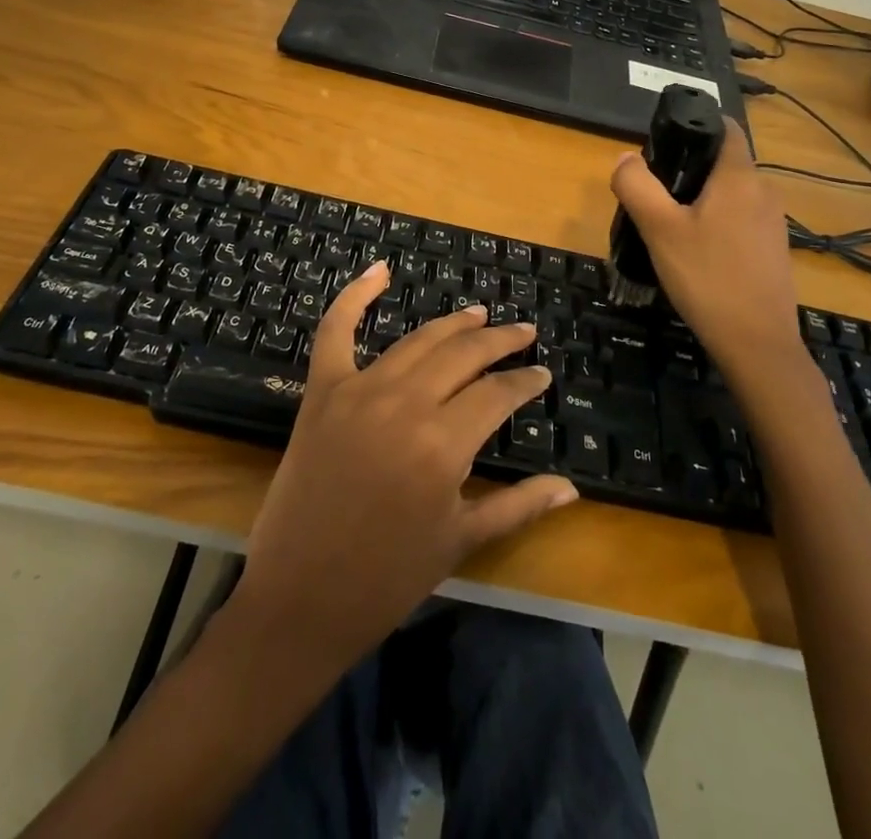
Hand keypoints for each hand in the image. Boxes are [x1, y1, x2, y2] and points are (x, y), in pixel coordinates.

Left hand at [231, 265, 577, 671]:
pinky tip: (379, 271)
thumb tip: (571, 487)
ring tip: (479, 314)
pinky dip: (355, 296)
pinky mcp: (322, 392)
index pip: (498, 394)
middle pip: (464, 355)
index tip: (542, 373)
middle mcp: (405, 403)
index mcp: (444, 444)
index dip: (525, 380)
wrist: (300, 599)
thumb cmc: (387, 579)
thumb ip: (519, 505)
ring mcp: (359, 390)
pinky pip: (336, 331)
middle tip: (522, 332)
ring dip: (453, 323)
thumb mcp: (460, 542)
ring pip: (418, 341)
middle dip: (500, 340)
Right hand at [610, 119, 806, 394]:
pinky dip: (717, 223)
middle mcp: (764, 191)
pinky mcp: (774, 250)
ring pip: (732, 194)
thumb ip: (637, 186)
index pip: (725, 127)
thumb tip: (625, 158)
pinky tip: (696, 253)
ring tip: (669, 226)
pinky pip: (740, 220)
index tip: (665, 142)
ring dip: (702, 200)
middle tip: (655, 194)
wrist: (757, 344)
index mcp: (740, 177)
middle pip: (724, 162)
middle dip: (690, 169)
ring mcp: (774, 223)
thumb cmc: (707, 278)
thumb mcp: (659, 229)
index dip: (696, 124)